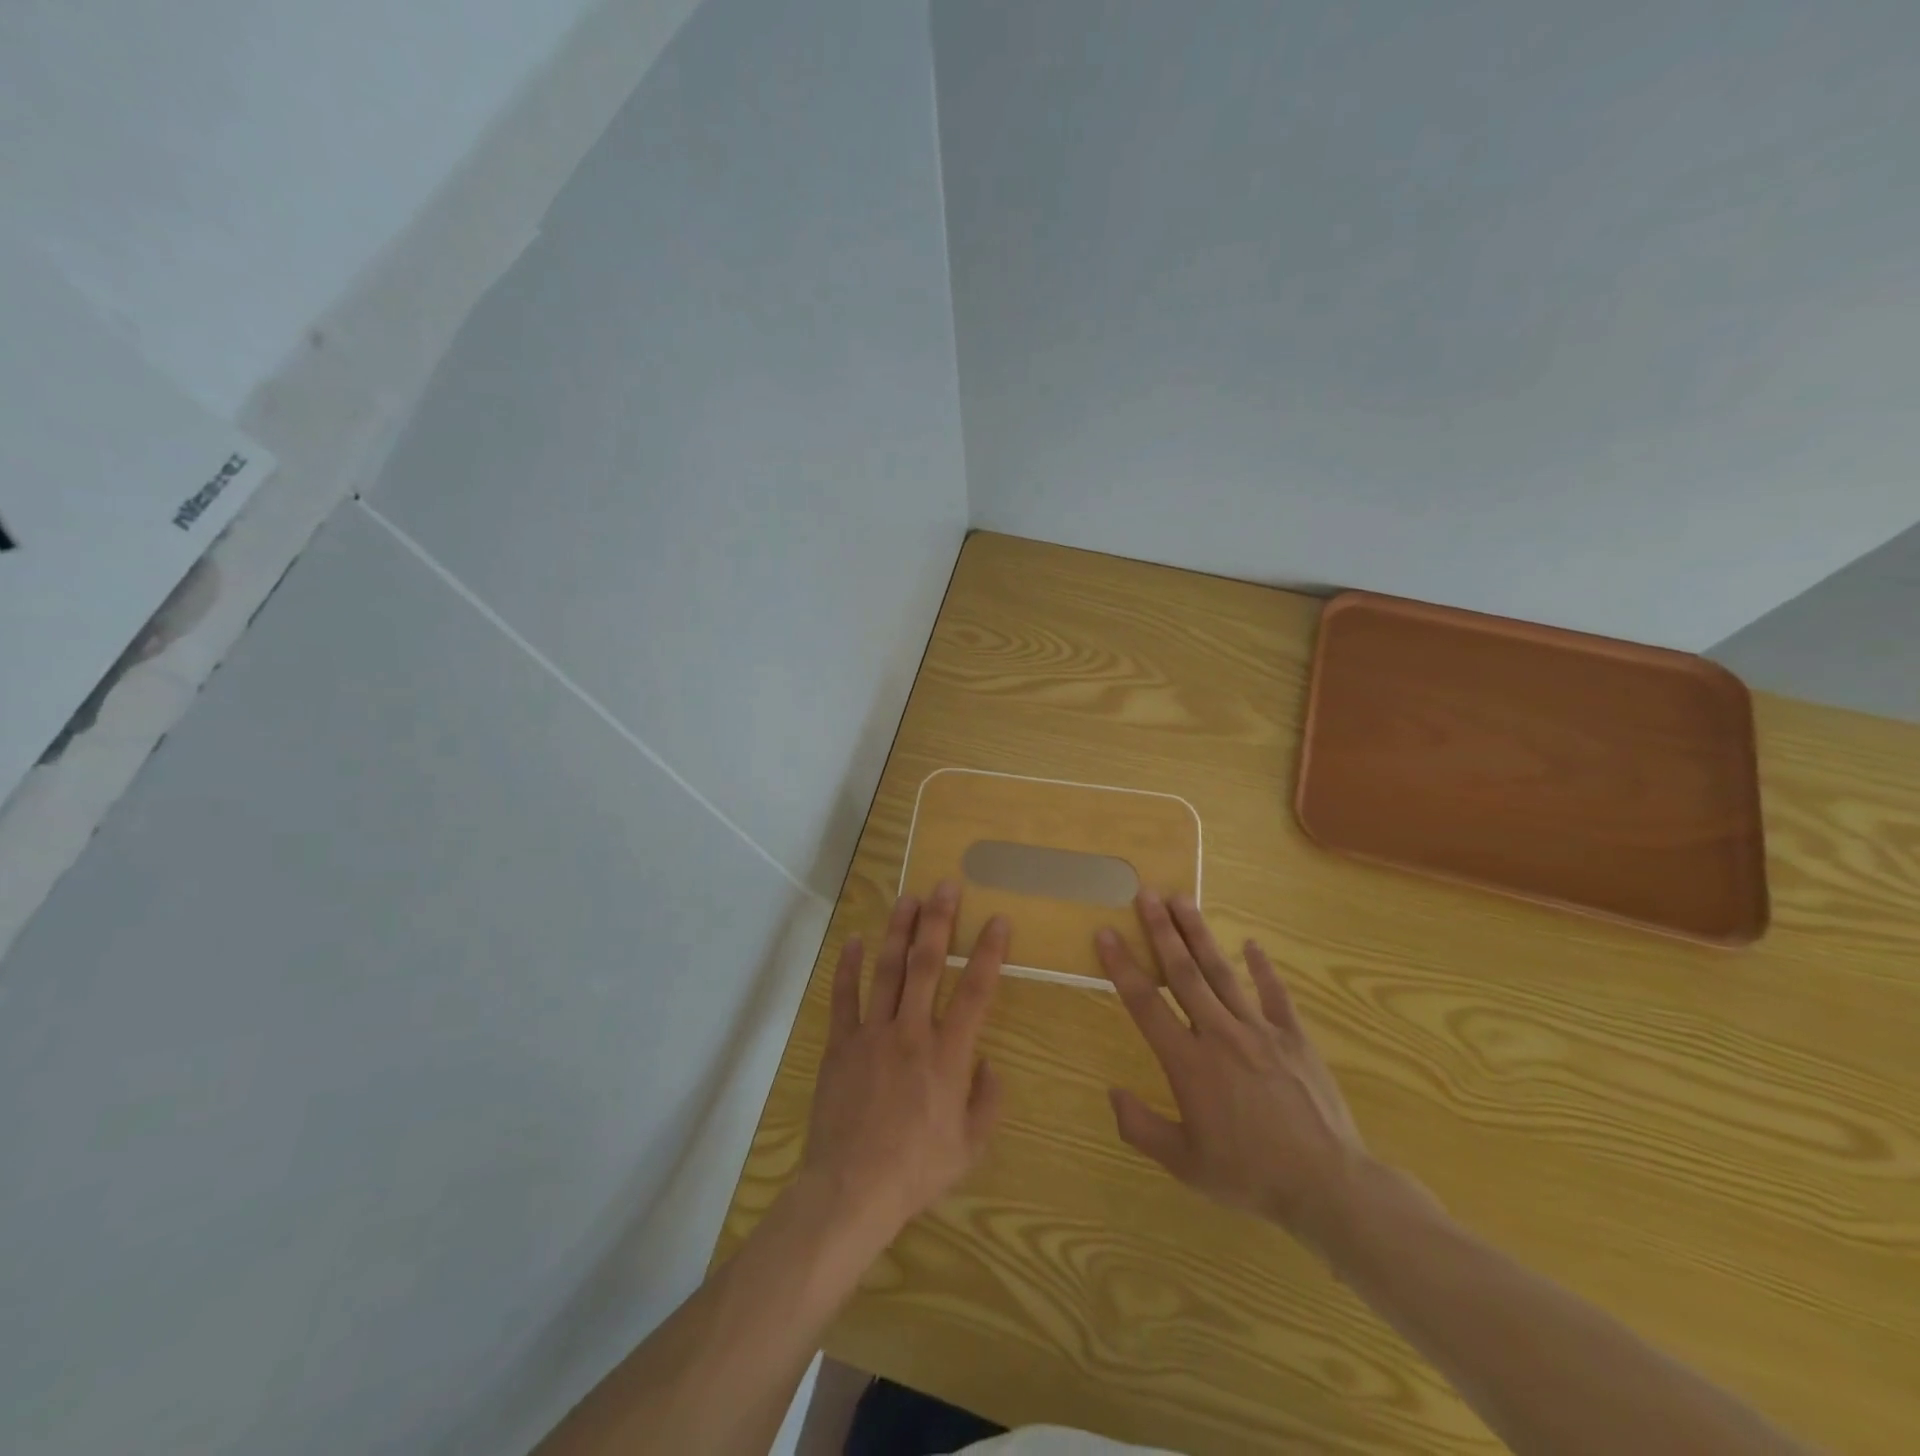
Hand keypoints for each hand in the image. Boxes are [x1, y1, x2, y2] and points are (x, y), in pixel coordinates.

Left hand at [802, 880, 1007, 1244]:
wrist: (851, 1190)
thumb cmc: (916, 1170)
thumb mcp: (970, 1146)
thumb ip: (988, 1101)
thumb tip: (990, 1063)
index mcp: (948, 1055)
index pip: (976, 992)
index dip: (990, 953)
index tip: (998, 920)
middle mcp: (911, 1032)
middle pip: (927, 965)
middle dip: (939, 921)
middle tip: (946, 885)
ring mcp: (872, 1034)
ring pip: (887, 970)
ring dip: (898, 931)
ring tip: (908, 898)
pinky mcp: (840, 1044)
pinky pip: (844, 998)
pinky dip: (848, 967)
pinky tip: (855, 940)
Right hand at [1098, 890, 1370, 1253]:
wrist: (1328, 1186)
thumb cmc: (1250, 1175)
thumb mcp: (1185, 1164)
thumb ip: (1142, 1127)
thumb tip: (1112, 1093)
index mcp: (1188, 1062)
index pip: (1145, 1003)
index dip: (1122, 965)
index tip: (1106, 932)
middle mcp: (1219, 1033)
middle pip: (1183, 972)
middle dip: (1161, 930)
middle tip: (1147, 893)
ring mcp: (1260, 1030)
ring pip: (1222, 971)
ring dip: (1199, 934)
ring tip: (1183, 899)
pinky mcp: (1294, 1036)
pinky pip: (1275, 993)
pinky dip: (1263, 967)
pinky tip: (1252, 943)